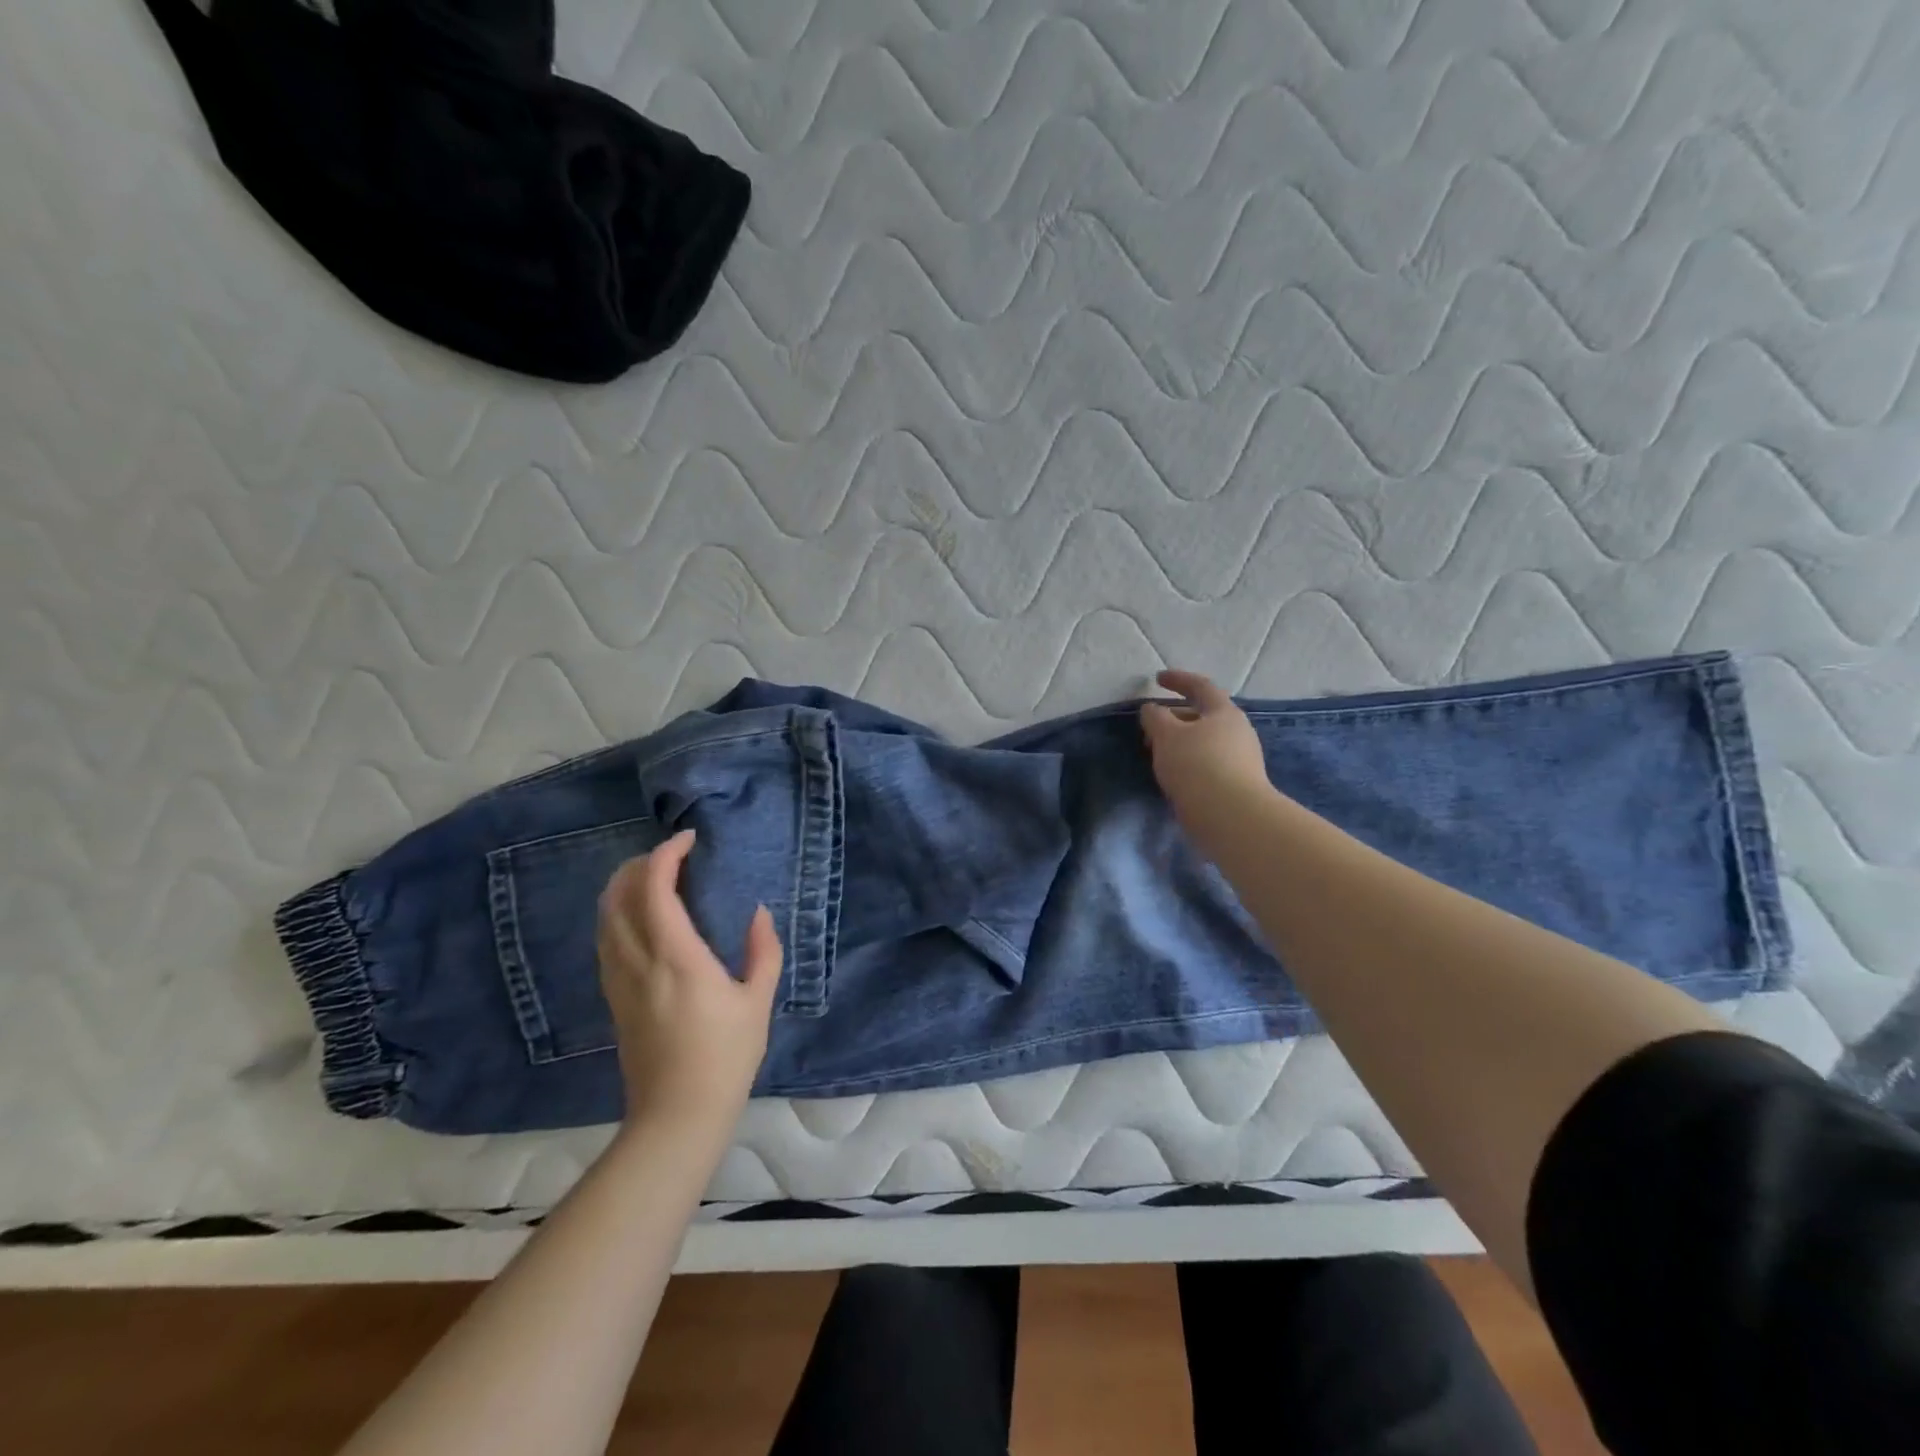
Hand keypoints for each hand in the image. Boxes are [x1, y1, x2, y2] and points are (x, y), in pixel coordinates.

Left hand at [596, 830, 781, 1136]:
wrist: (677, 1115)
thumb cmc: (726, 1056)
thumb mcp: (758, 1001)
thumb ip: (763, 950)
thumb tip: (758, 913)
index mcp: (677, 956)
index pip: (654, 887)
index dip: (666, 854)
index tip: (689, 839)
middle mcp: (638, 960)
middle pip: (617, 895)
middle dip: (638, 864)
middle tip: (671, 857)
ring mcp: (619, 980)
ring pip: (604, 917)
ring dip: (623, 887)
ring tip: (654, 880)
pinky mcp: (613, 998)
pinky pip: (605, 940)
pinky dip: (617, 914)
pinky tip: (641, 919)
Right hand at [1140, 669, 1273, 833]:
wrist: (1230, 816)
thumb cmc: (1196, 765)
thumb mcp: (1166, 736)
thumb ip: (1155, 717)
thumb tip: (1152, 709)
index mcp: (1224, 713)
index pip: (1201, 686)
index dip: (1178, 679)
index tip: (1157, 679)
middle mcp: (1238, 731)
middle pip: (1203, 716)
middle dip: (1175, 718)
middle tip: (1151, 728)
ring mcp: (1242, 759)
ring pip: (1205, 742)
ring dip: (1181, 743)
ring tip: (1158, 755)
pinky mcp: (1238, 784)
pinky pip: (1208, 763)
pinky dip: (1188, 762)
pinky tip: (1174, 776)